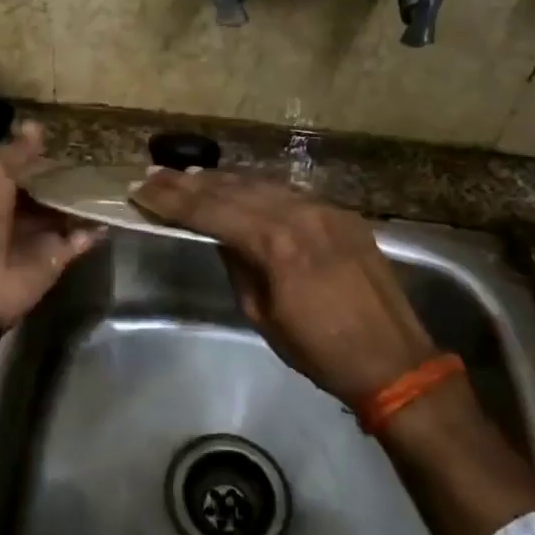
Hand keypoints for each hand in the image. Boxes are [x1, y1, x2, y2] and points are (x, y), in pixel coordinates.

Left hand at [0, 121, 99, 330]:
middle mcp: (18, 210)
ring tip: (117, 182)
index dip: (46, 155)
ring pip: (68, 213)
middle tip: (105, 160)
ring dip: (87, 201)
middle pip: (51, 190)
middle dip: (72, 178)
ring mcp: (39, 236)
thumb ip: (16, 151)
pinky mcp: (56, 258)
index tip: (75, 141)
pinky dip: (94, 230)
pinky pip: (80, 240)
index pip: (27, 167)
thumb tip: (36, 125)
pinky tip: (112, 213)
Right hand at [128, 168, 441, 402]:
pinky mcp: (342, 213)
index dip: (171, 201)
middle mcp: (299, 215)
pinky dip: (257, 188)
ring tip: (186, 175)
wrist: (394, 360)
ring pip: (261, 183)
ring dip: (221, 179)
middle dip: (187, 182)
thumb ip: (238, 266)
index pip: (210, 212)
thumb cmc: (320, 351)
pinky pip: (289, 192)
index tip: (140, 189)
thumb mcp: (262, 315)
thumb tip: (220, 237)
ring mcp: (324, 209)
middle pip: (232, 189)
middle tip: (152, 174)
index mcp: (275, 245)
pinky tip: (238, 186)